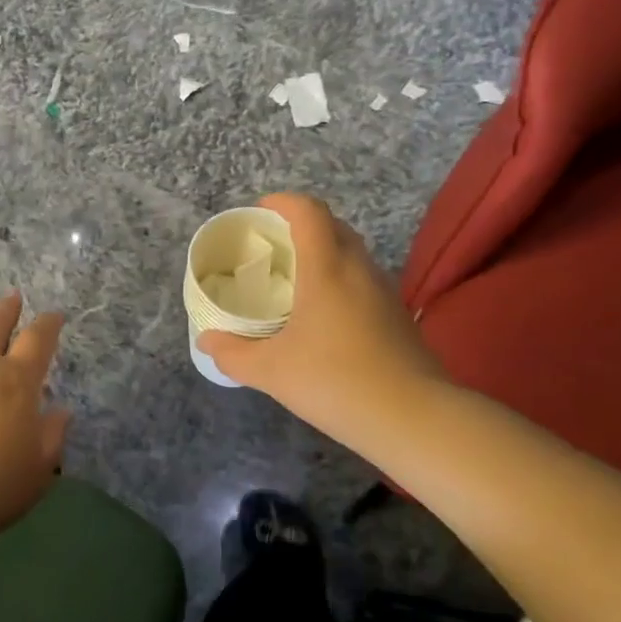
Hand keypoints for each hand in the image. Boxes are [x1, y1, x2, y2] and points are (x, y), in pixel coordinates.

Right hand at [198, 194, 446, 451]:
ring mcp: (385, 292)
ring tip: (294, 280)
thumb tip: (206, 341)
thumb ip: (232, 353)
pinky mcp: (398, 317)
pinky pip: (364, 281)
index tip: (259, 212)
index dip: (282, 202)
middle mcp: (359, 269)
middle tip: (272, 248)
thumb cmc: (335, 381)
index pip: (309, 211)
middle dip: (301, 226)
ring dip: (323, 253)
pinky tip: (324, 316)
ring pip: (352, 254)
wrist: (414, 419)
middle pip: (333, 226)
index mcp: (326, 268)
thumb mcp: (270, 371)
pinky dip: (340, 281)